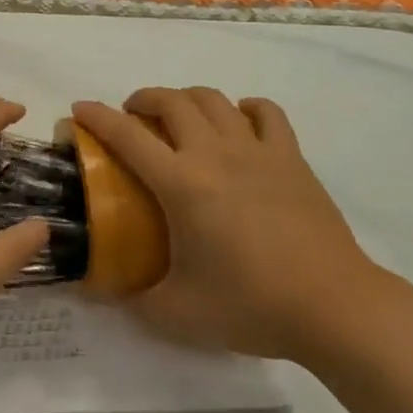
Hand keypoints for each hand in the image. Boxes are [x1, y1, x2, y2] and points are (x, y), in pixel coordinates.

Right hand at [72, 88, 380, 361]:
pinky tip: (239, 124)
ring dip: (186, 98)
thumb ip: (134, 299)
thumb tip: (102, 291)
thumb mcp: (178, 313)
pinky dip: (245, 109)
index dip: (97, 117)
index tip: (79, 109)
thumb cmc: (251, 305)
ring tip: (179, 118)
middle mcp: (214, 153)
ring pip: (213, 98)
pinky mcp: (290, 156)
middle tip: (133, 118)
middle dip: (142, 99)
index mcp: (182, 183)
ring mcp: (256, 149)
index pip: (127, 136)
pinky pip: (265, 112)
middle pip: (171, 101)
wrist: (333, 307)